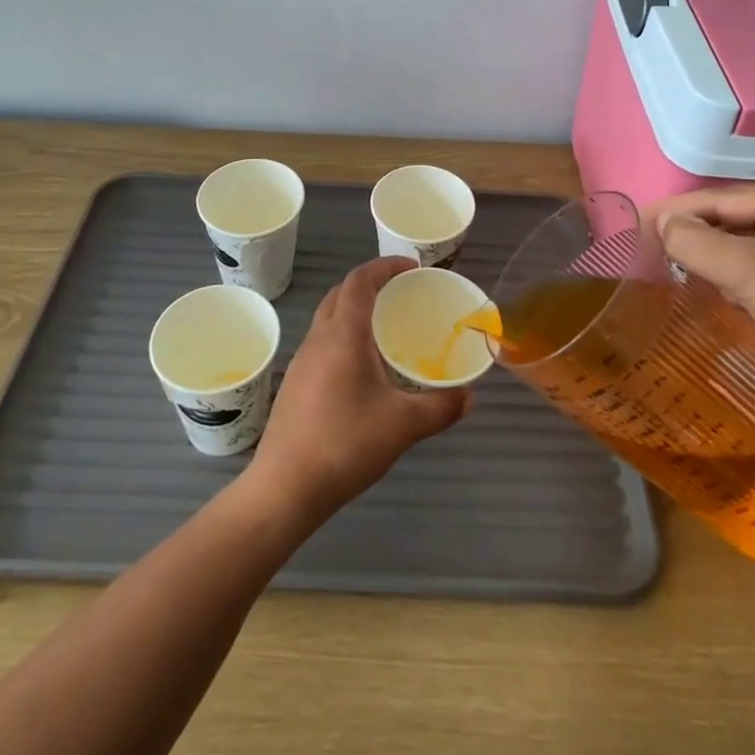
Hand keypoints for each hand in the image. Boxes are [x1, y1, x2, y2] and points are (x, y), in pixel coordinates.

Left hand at [246, 256, 468, 523]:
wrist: (284, 488)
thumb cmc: (345, 444)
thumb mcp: (403, 425)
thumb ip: (441, 407)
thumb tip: (469, 397)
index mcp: (343, 334)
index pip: (360, 281)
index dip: (385, 266)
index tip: (412, 267)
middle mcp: (319, 338)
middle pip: (340, 294)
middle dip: (370, 284)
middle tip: (401, 294)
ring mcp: (302, 361)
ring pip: (328, 318)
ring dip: (355, 311)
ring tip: (386, 329)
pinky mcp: (295, 384)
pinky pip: (323, 343)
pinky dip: (344, 337)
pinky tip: (363, 369)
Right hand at [649, 180, 754, 403]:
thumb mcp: (743, 270)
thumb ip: (694, 242)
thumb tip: (663, 225)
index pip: (716, 199)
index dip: (674, 212)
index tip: (636, 226)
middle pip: (731, 218)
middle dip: (694, 235)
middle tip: (652, 251)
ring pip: (746, 241)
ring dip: (715, 257)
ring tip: (678, 270)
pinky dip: (739, 274)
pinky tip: (723, 291)